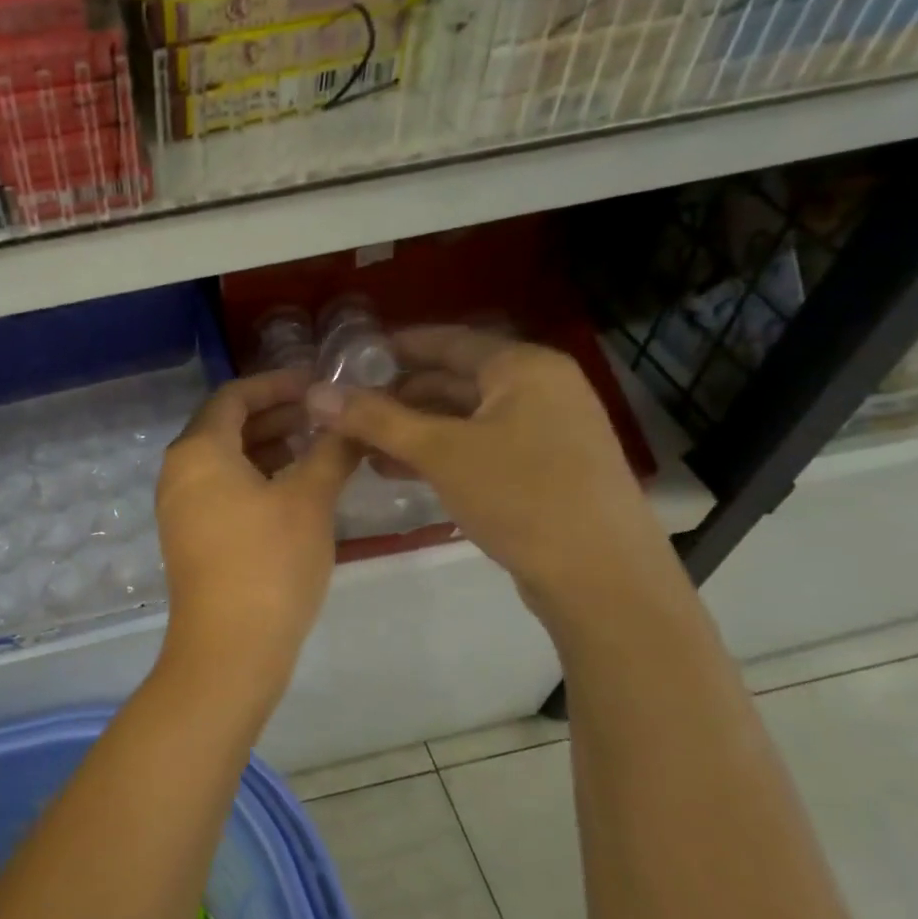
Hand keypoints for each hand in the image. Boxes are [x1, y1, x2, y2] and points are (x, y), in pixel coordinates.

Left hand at [156, 368, 359, 671]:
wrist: (230, 649)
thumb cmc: (269, 563)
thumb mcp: (309, 500)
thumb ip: (331, 451)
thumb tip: (349, 419)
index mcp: (198, 450)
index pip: (234, 396)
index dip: (277, 384)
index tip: (319, 384)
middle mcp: (179, 471)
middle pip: (227, 425)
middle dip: (277, 415)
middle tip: (326, 415)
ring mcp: (180, 506)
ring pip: (226, 459)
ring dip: (269, 447)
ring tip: (319, 448)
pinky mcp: (190, 536)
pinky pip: (222, 488)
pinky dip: (256, 477)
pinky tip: (296, 488)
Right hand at [304, 328, 675, 606]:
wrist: (602, 578)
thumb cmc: (521, 496)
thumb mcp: (440, 453)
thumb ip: (376, 420)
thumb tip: (315, 394)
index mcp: (524, 367)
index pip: (448, 340)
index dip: (396, 347)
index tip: (349, 360)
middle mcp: (540, 389)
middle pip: (455, 379)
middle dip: (399, 396)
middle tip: (348, 411)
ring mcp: (547, 430)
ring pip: (465, 418)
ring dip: (414, 430)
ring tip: (364, 447)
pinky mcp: (545, 469)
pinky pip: (481, 446)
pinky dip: (441, 454)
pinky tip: (402, 472)